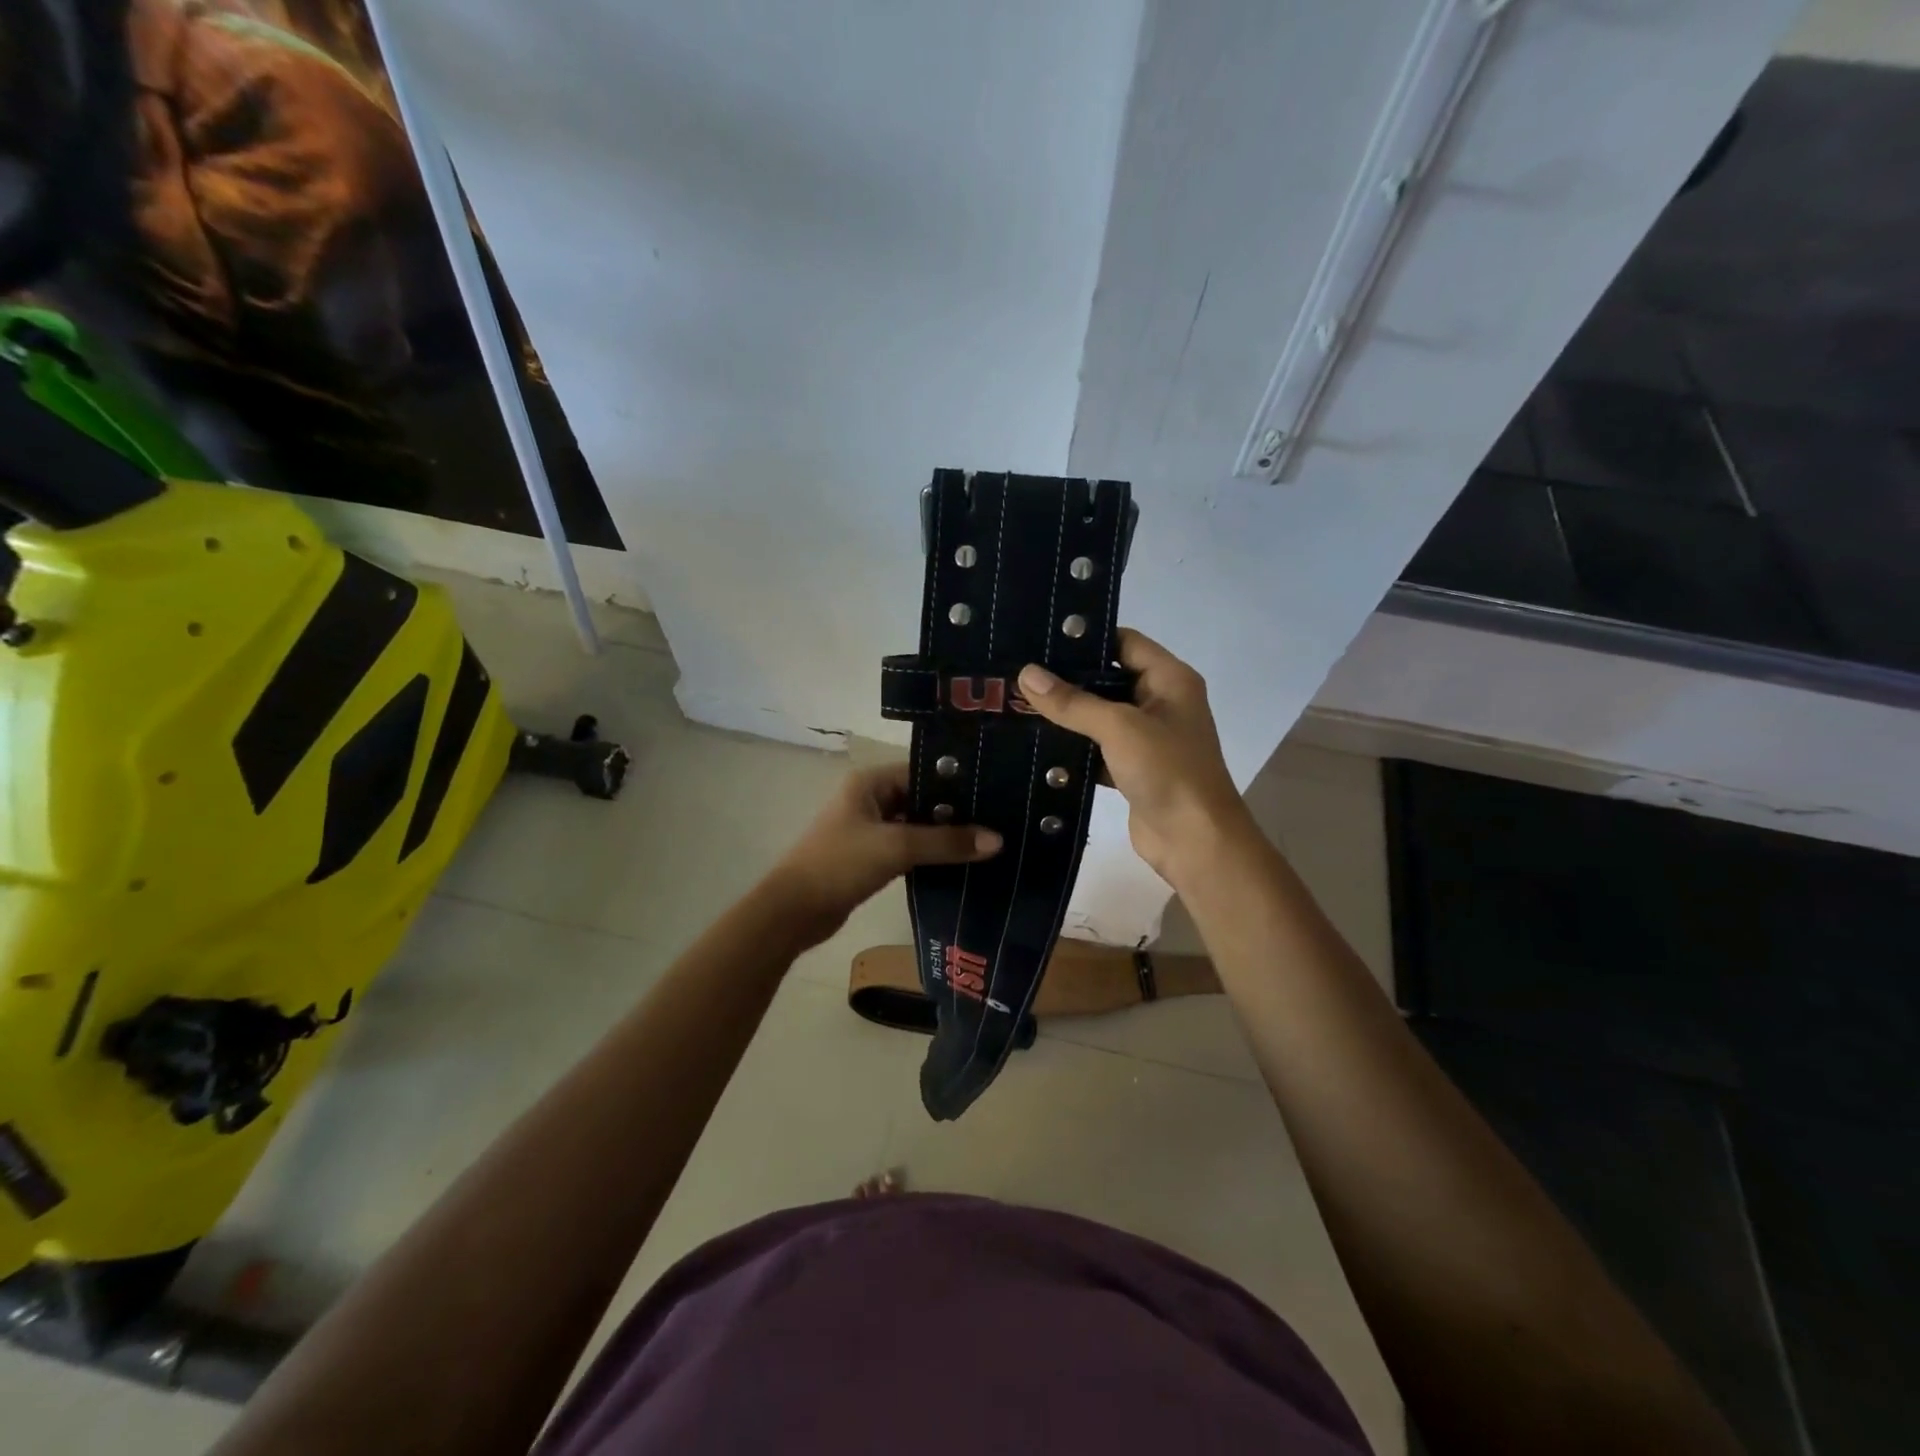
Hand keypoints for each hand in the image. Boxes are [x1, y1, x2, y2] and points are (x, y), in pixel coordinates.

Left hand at [763, 761, 1001, 946]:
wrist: (793, 911)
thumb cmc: (840, 865)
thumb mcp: (897, 847)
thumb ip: (947, 843)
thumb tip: (998, 840)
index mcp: (870, 782)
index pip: (923, 770)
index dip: (957, 781)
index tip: (996, 791)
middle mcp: (869, 799)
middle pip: (921, 798)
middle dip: (956, 811)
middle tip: (1000, 819)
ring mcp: (868, 829)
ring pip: (916, 826)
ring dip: (944, 836)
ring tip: (988, 841)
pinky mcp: (870, 857)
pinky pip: (908, 848)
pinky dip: (929, 854)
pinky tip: (960, 863)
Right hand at [1019, 630, 1252, 886]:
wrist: (1196, 842)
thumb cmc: (1168, 772)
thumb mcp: (1120, 728)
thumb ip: (1073, 702)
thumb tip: (1026, 673)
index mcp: (1170, 680)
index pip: (1125, 642)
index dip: (1087, 637)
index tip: (1041, 638)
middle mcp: (1161, 702)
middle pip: (1109, 678)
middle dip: (1068, 678)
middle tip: (1018, 672)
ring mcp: (1147, 738)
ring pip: (1100, 716)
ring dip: (1067, 714)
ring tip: (1018, 702)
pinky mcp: (1133, 769)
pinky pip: (1098, 748)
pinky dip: (1073, 747)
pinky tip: (1036, 743)